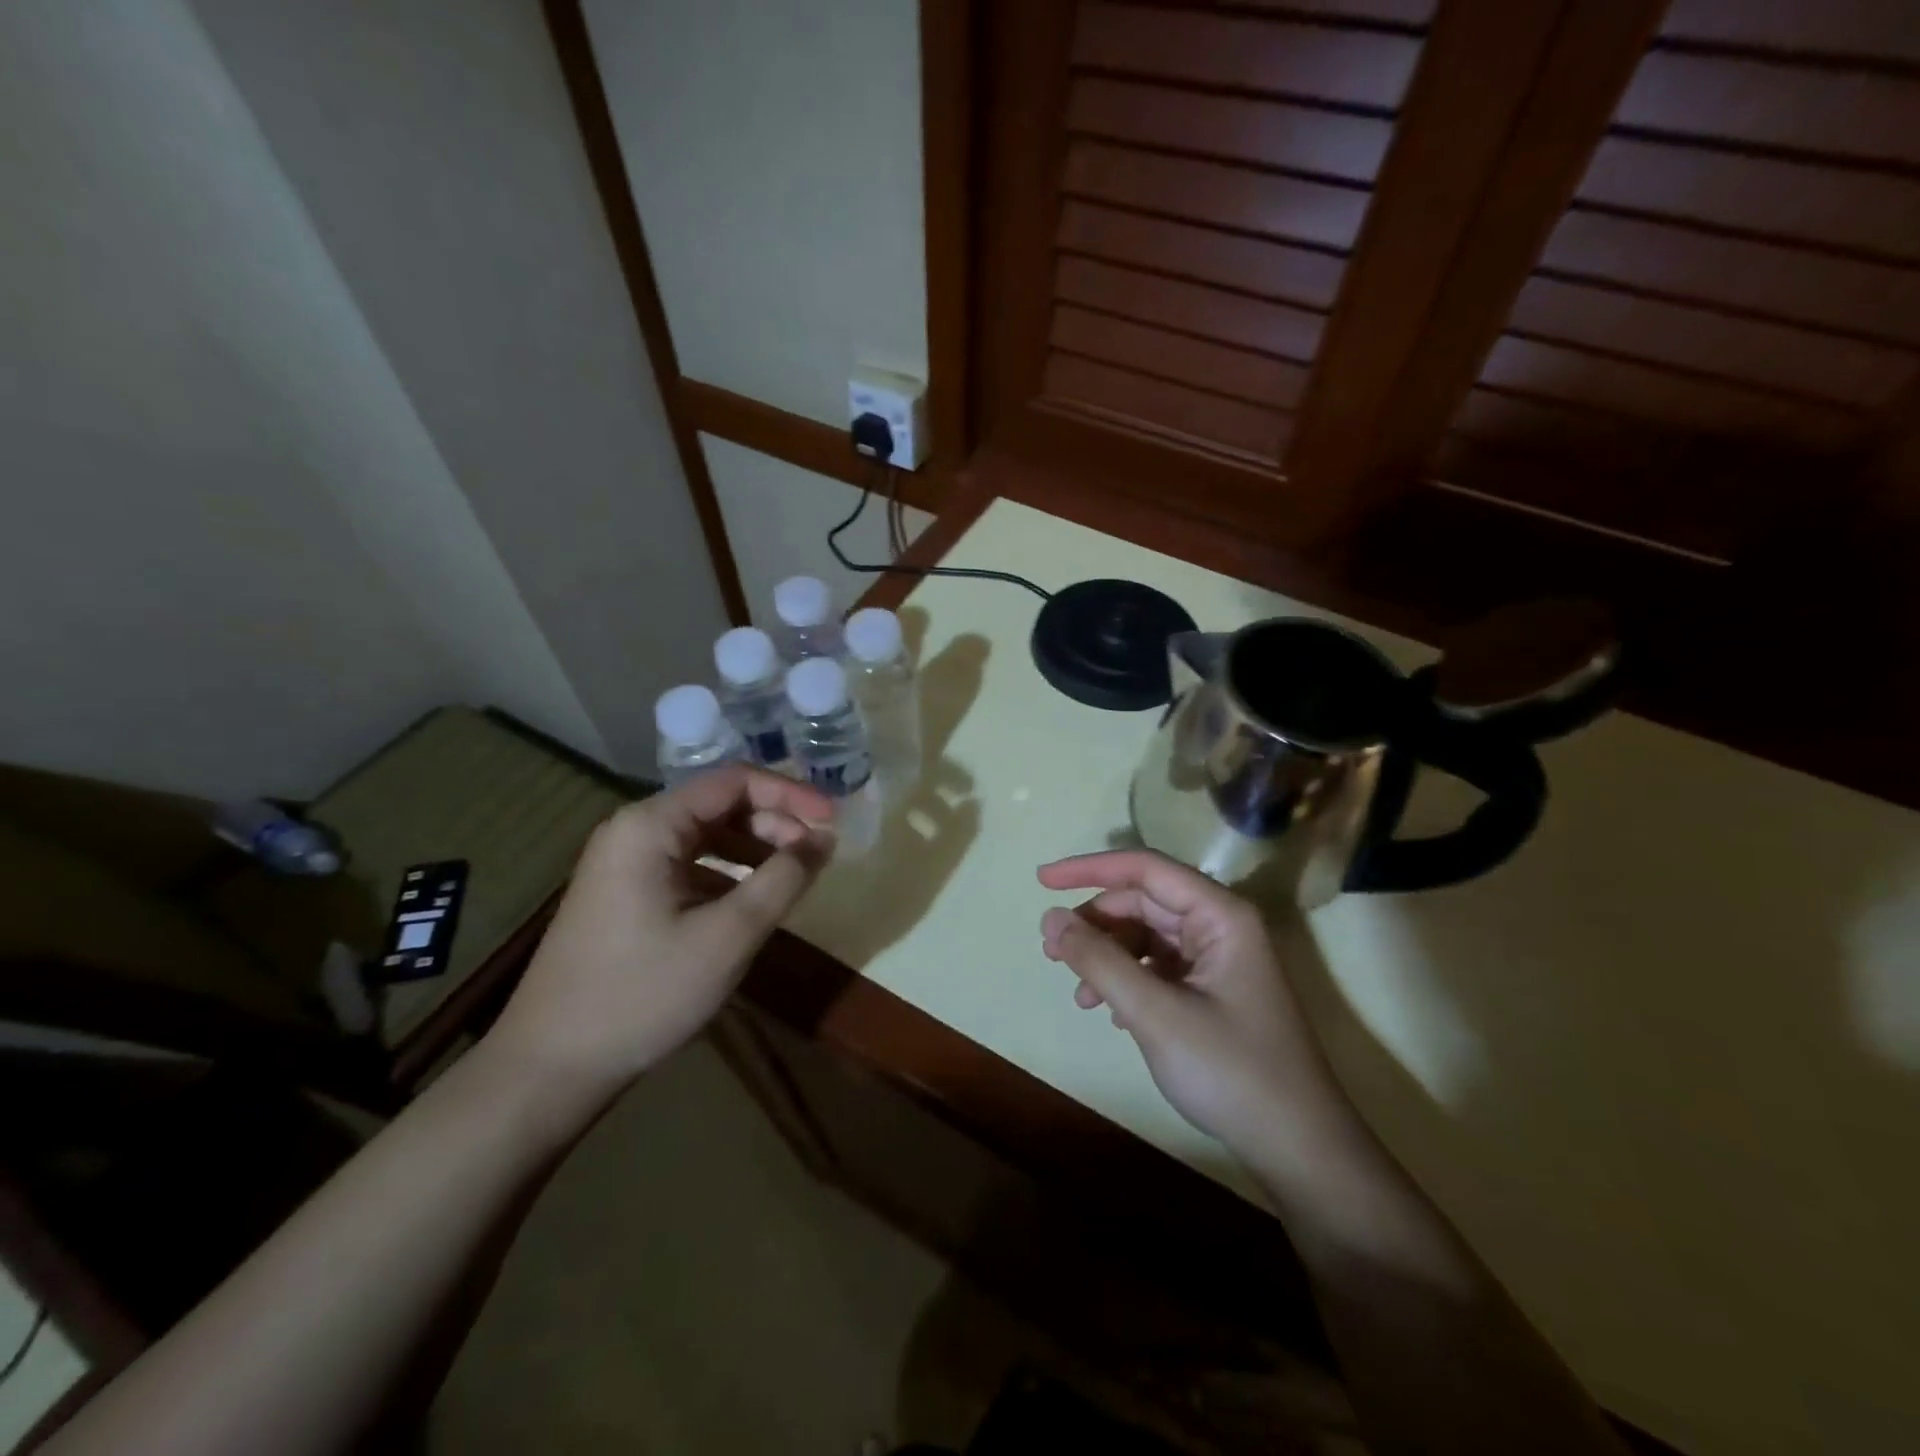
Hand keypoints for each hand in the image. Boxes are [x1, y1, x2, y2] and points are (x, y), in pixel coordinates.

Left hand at [487, 766, 832, 1101]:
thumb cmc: (643, 993)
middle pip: (719, 805)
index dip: (791, 793)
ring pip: (705, 836)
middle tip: (818, 855)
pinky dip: (727, 874)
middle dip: (775, 823)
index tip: (834, 820)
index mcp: (650, 825)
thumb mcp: (728, 936)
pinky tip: (751, 903)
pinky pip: (688, 865)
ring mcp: (624, 863)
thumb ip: (783, 879)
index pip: (735, 782)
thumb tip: (824, 839)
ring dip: (754, 849)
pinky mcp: (623, 894)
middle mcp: (633, 830)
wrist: (550, 1068)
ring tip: (793, 878)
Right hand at [1037, 850, 1354, 1157]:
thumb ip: (1099, 960)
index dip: (1089, 868)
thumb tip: (1050, 917)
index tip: (1041, 881)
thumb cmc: (1230, 1071)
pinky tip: (1110, 1012)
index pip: (1144, 868)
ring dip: (1107, 956)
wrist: (1297, 1147)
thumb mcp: (1154, 1013)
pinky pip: (1158, 966)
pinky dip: (1127, 980)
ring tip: (1079, 993)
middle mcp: (1220, 926)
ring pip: (1146, 935)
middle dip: (1095, 923)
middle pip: (1143, 901)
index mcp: (1219, 915)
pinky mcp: (1213, 990)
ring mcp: (1217, 959)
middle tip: (1051, 952)